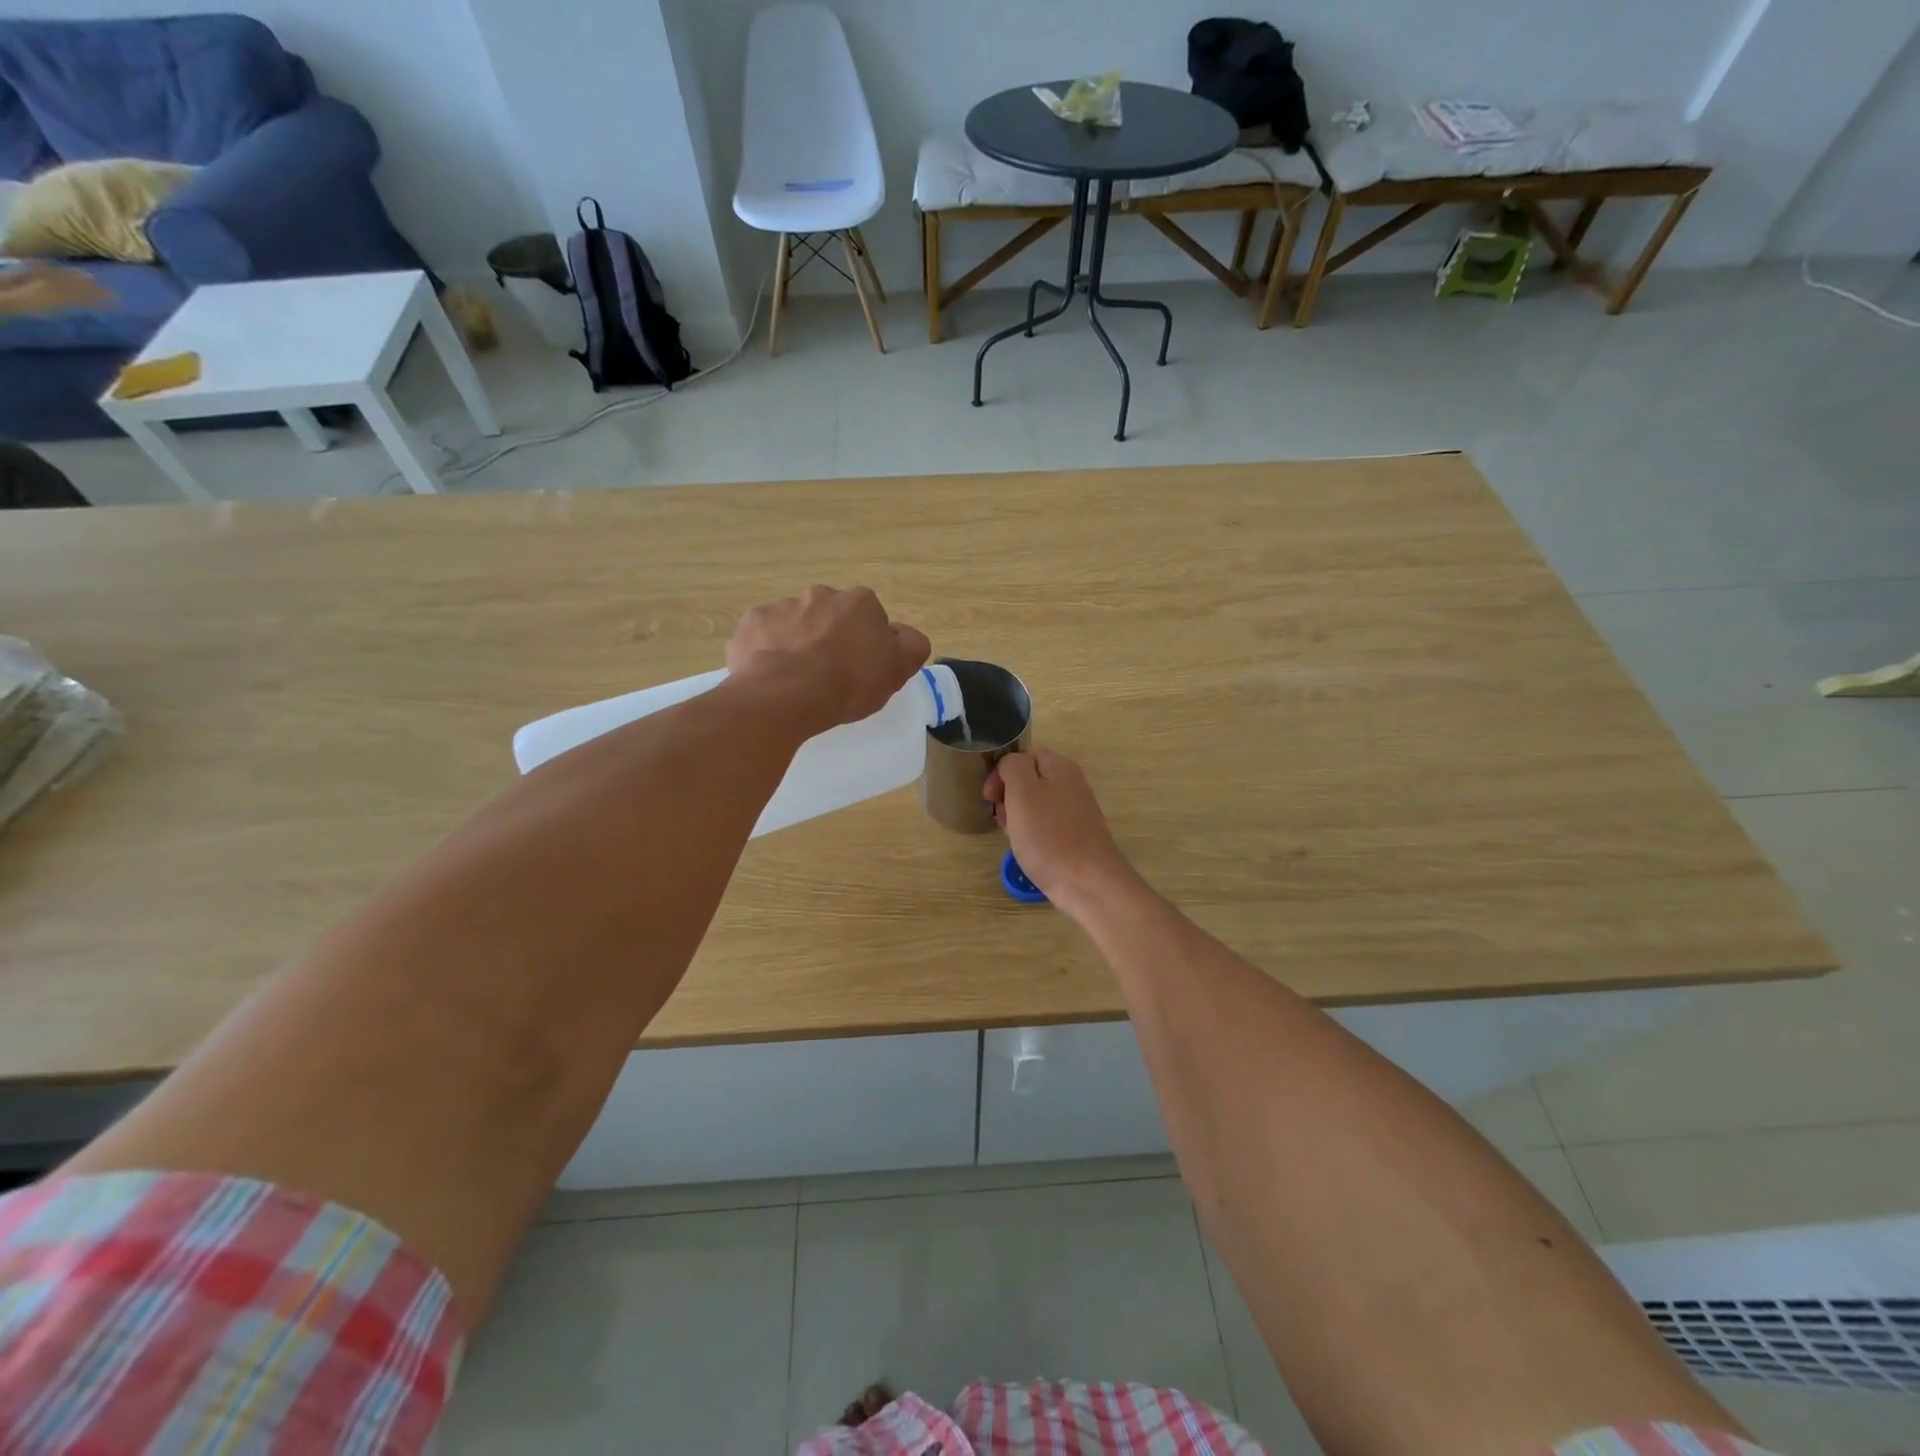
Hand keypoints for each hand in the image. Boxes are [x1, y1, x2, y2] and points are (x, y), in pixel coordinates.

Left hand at [726, 586, 930, 735]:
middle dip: (831, 638)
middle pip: (831, 617)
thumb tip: (902, 634)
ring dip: (799, 643)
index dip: (868, 645)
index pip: (871, 619)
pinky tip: (772, 677)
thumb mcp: (898, 669)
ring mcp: (782, 606)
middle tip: (829, 675)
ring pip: (796, 624)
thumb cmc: (848, 683)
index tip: (861, 670)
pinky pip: (764, 637)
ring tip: (797, 680)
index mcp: (859, 602)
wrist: (785, 696)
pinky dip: (768, 652)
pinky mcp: (751, 624)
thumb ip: (911, 645)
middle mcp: (820, 595)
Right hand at [985, 748, 1141, 920]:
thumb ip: (1013, 766)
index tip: (991, 798)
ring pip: (1035, 803)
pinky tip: (1028, 849)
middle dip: (1008, 796)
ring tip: (1012, 836)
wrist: (1088, 883)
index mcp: (1060, 766)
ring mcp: (1076, 810)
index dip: (1001, 772)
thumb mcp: (1022, 792)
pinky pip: (1046, 824)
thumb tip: (1010, 765)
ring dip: (1017, 816)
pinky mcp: (1076, 834)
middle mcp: (1071, 783)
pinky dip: (1032, 833)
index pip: (1023, 755)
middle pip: (1029, 779)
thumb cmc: (1049, 836)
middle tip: (1001, 818)